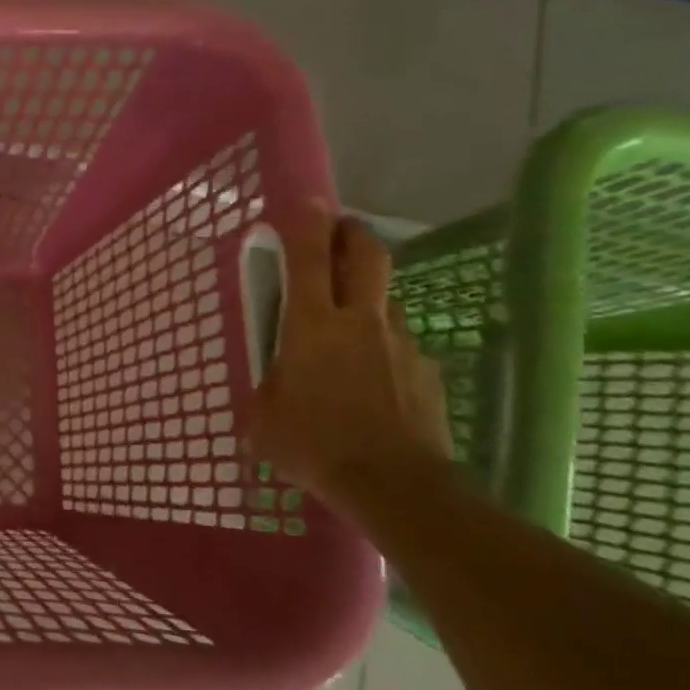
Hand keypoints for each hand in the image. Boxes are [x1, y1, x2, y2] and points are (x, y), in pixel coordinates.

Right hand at [252, 211, 454, 506]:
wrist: (395, 487)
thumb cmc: (313, 444)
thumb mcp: (262, 417)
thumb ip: (267, 385)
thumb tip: (273, 380)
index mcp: (312, 325)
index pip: (309, 257)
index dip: (305, 223)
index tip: (304, 202)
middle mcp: (361, 321)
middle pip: (367, 256)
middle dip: (352, 234)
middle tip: (338, 232)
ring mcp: (402, 344)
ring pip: (384, 303)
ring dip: (365, 302)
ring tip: (346, 337)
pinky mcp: (427, 372)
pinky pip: (400, 347)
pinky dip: (382, 351)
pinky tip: (371, 385)